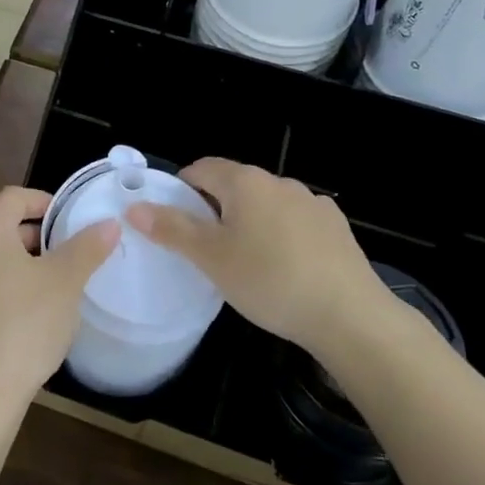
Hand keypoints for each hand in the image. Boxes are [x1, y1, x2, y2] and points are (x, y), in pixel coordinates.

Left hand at [0, 186, 118, 419]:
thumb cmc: (23, 325)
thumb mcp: (65, 283)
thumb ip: (87, 248)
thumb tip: (108, 223)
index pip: (13, 197)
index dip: (42, 201)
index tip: (66, 218)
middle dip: (31, 238)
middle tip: (63, 256)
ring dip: (13, 266)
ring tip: (45, 289)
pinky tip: (17, 322)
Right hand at [124, 158, 395, 358]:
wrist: (350, 315)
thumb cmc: (269, 281)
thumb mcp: (211, 258)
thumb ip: (172, 229)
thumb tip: (134, 206)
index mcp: (245, 182)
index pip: (200, 169)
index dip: (181, 190)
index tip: (174, 224)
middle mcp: (279, 181)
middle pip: (234, 185)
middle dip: (215, 210)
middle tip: (206, 250)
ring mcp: (312, 202)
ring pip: (266, 204)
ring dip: (249, 222)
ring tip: (246, 263)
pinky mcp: (335, 226)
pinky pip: (294, 221)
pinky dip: (281, 235)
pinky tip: (285, 268)